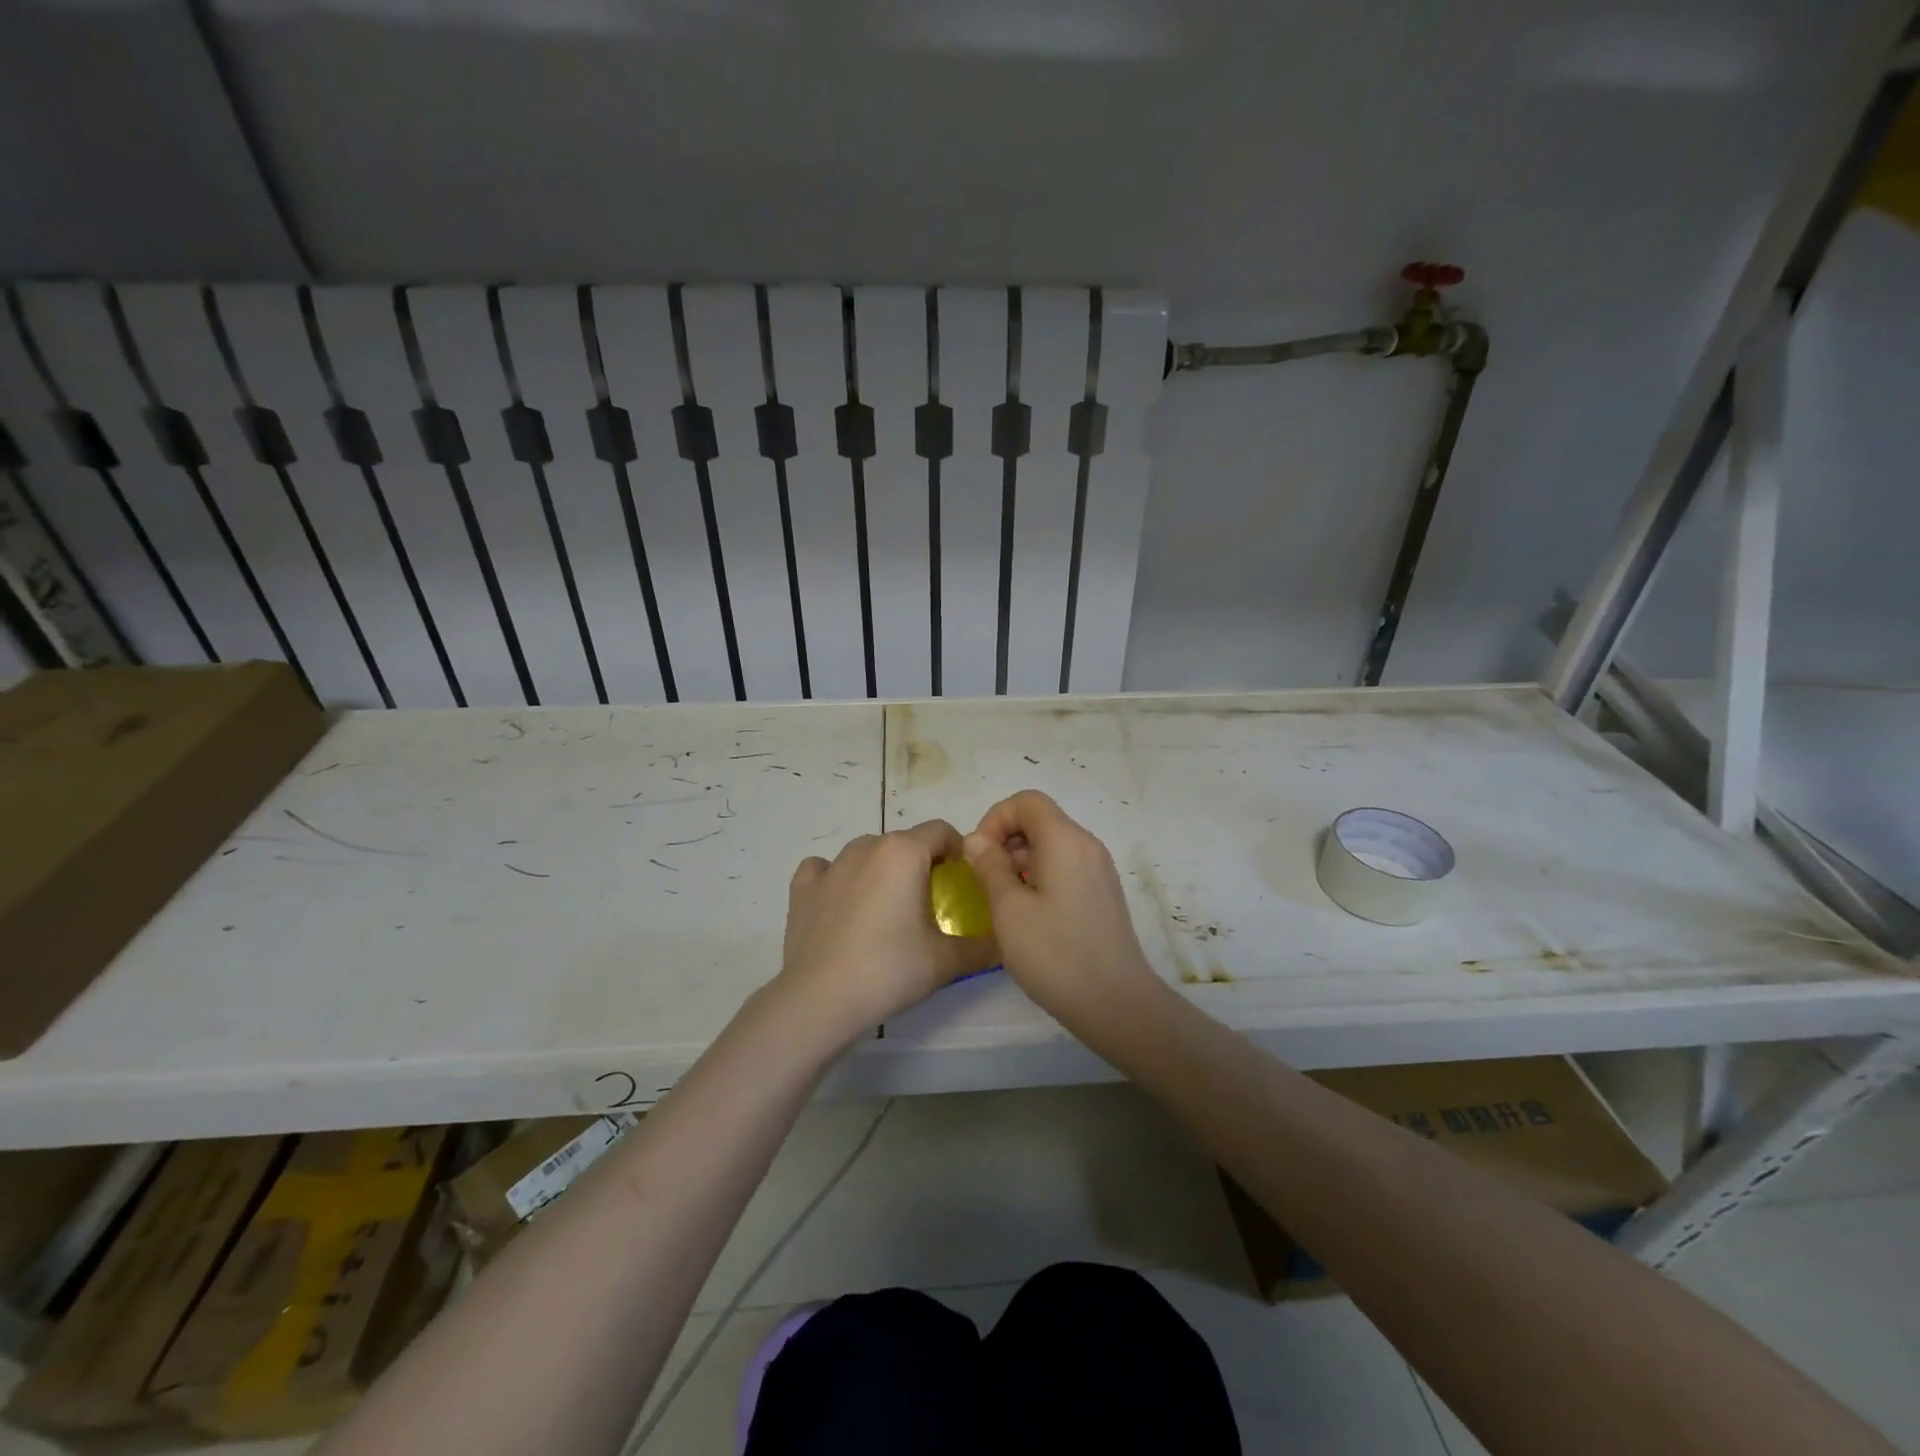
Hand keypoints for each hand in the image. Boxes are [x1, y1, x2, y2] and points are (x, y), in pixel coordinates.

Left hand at [777, 820, 999, 1042]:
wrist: (821, 1000)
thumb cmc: (890, 970)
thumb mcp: (947, 961)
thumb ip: (983, 946)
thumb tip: (1004, 942)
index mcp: (904, 852)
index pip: (941, 831)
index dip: (958, 852)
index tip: (962, 883)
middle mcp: (867, 847)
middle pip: (904, 842)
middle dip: (921, 864)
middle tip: (929, 904)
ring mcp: (831, 866)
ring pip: (866, 853)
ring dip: (882, 870)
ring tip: (886, 910)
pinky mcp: (802, 888)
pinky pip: (825, 869)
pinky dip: (837, 879)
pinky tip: (842, 904)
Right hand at [961, 791, 1162, 1021]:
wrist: (1116, 1003)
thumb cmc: (1055, 954)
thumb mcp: (1009, 910)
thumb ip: (989, 867)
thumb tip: (977, 840)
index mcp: (1065, 840)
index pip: (1027, 801)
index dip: (995, 819)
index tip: (978, 855)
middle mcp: (1087, 845)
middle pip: (1040, 820)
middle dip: (1005, 841)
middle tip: (985, 880)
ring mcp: (1099, 870)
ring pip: (1052, 846)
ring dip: (1020, 861)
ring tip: (1002, 902)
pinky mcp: (1102, 894)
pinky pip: (1065, 867)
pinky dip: (1040, 877)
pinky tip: (1028, 915)